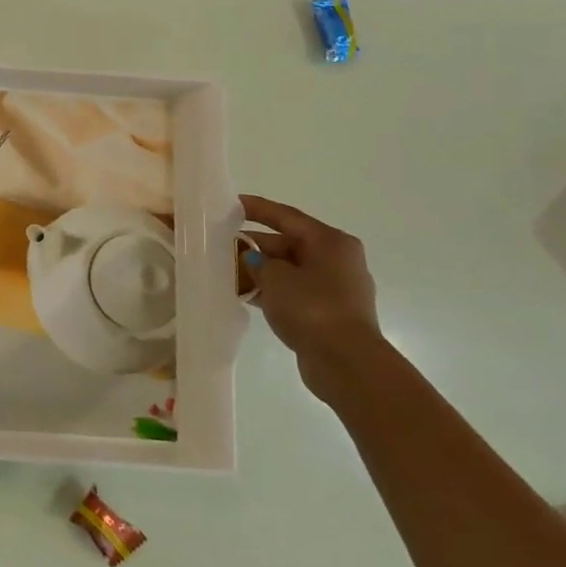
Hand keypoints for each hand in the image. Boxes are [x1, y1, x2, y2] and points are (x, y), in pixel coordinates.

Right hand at [240, 193, 385, 396]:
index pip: (286, 216)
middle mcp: (337, 259)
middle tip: (219, 244)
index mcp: (331, 242)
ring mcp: (335, 287)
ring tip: (225, 269)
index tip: (229, 203)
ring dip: (259, 269)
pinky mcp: (328, 312)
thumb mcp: (275, 278)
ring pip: (289, 269)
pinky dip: (270, 290)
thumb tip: (250, 258)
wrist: (346, 363)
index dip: (256, 208)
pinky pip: (293, 291)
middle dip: (253, 244)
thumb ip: (256, 261)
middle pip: (287, 243)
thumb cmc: (312, 308)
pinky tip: (244, 293)